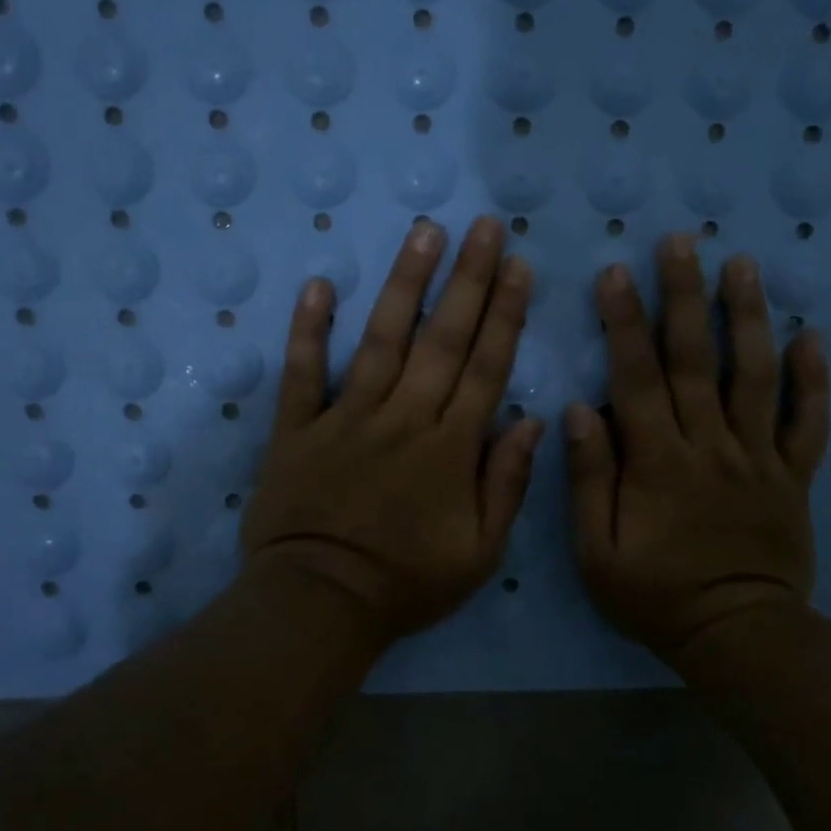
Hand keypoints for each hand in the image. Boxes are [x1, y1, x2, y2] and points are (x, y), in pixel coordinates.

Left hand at [241, 216, 544, 644]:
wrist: (320, 604)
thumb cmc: (407, 583)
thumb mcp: (480, 553)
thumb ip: (507, 483)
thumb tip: (532, 419)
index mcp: (450, 448)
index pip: (485, 366)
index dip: (505, 314)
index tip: (520, 266)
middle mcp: (403, 418)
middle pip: (442, 339)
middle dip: (469, 279)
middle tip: (485, 226)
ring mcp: (347, 418)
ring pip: (382, 340)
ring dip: (405, 284)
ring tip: (425, 232)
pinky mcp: (298, 429)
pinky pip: (303, 372)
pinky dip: (309, 329)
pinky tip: (320, 284)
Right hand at [564, 235, 830, 661]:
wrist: (737, 636)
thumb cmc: (655, 595)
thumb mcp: (596, 551)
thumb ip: (589, 478)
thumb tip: (578, 410)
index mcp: (658, 460)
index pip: (636, 377)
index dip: (624, 321)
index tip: (616, 272)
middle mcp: (711, 444)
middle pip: (695, 359)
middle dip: (685, 295)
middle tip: (682, 241)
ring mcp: (759, 457)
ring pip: (755, 375)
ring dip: (747, 317)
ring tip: (743, 264)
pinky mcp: (793, 476)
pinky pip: (809, 422)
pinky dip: (814, 378)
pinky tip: (812, 335)